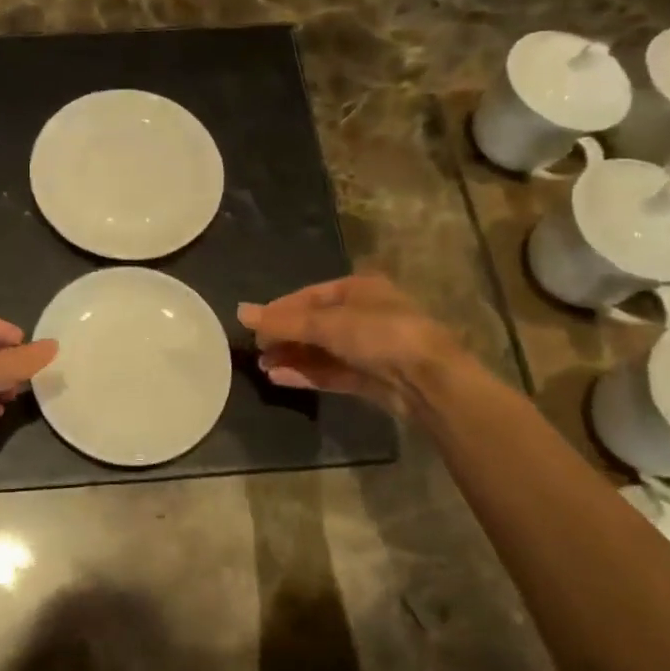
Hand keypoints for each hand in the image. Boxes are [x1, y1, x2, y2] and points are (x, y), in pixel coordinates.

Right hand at [237, 274, 462, 413]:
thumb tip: (240, 312)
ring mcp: (368, 349)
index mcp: (358, 289)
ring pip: (322, 351)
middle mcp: (364, 316)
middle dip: (285, 336)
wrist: (429, 380)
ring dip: (293, 357)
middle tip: (257, 348)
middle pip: (314, 325)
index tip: (254, 324)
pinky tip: (280, 378)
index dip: (280, 309)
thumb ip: (283, 322)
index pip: (309, 296)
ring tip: (263, 366)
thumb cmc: (379, 335)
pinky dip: (306, 374)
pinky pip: (331, 372)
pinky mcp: (370, 378)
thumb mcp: (327, 324)